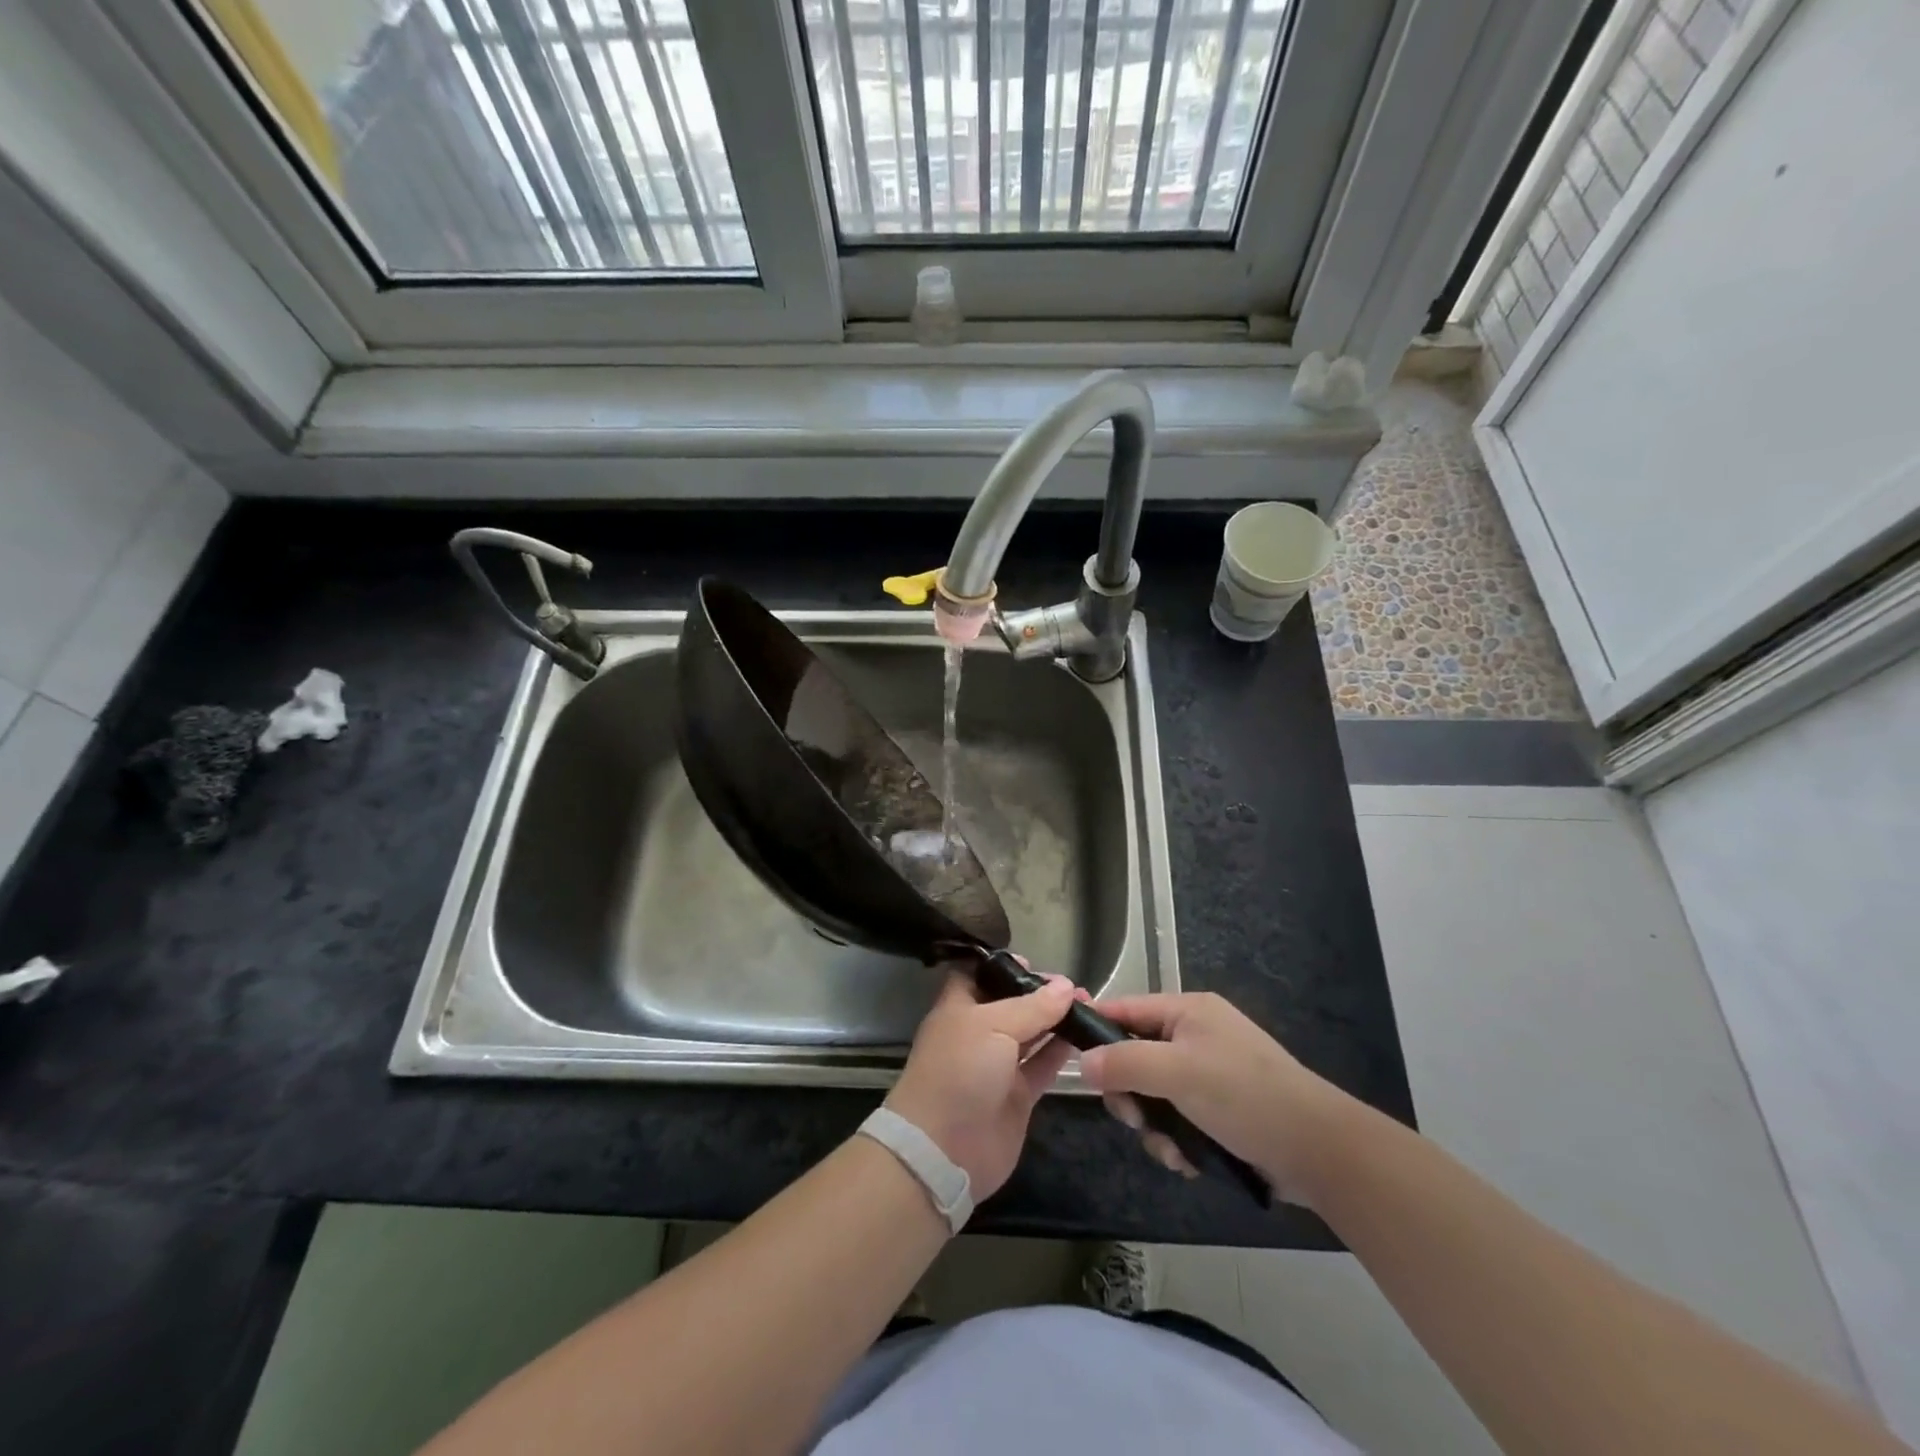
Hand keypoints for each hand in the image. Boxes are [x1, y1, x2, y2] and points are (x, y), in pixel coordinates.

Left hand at [885, 969, 1078, 1200]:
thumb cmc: (959, 1071)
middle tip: (1074, 985)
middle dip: (1039, 993)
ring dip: (1056, 1020)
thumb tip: (1065, 985)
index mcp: (959, 1008)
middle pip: (1011, 1004)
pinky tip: (1086, 1037)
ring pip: (1031, 1035)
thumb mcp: (992, 1026)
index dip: (1003, 966)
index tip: (1034, 962)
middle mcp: (978, 1033)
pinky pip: (1042, 1066)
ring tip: (1089, 1005)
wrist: (944, 1149)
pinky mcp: (1017, 1096)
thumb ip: (1032, 1007)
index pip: (978, 975)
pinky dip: (1061, 1053)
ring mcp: (998, 1065)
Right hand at [1078, 992, 1348, 1205]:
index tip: (1075, 1063)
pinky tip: (1190, 1161)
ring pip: (1154, 1094)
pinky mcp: (1222, 1109)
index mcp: (1187, 1011)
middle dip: (1132, 1093)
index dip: (1096, 1031)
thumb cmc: (1244, 1095)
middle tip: (1136, 1118)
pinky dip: (1178, 1141)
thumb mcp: (1177, 1073)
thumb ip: (1125, 1063)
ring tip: (1173, 1150)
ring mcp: (1210, 1073)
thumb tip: (1083, 1064)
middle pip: (1135, 1057)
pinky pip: (1178, 1118)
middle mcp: (1196, 1035)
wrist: (1319, 1150)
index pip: (1124, 1009)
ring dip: (1155, 1126)